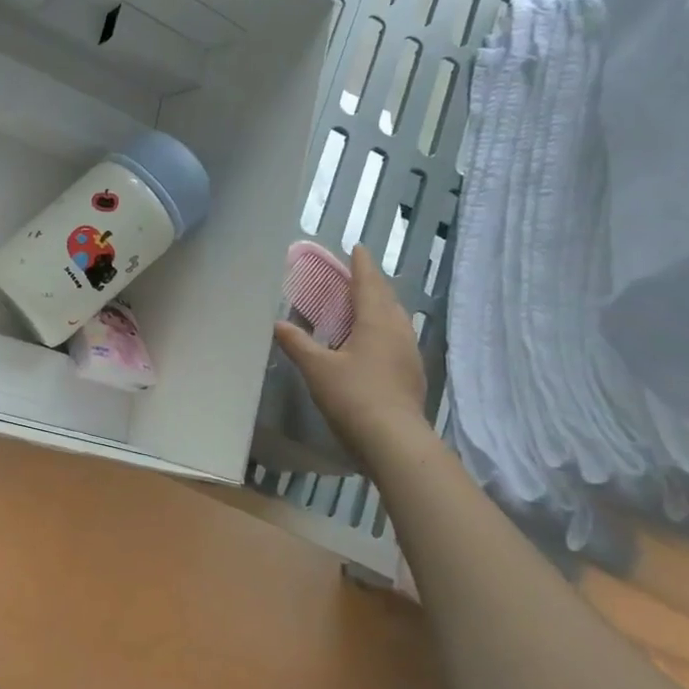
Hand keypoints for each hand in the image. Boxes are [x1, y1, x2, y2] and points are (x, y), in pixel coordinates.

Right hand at [273, 244, 428, 466]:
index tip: (357, 248)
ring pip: (395, 319)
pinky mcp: (411, 374)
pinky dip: (382, 328)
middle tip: (355, 275)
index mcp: (376, 322)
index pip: (369, 284)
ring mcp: (409, 354)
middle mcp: (398, 331)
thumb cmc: (354, 395)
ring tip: (362, 304)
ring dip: (380, 306)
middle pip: (387, 299)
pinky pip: (396, 338)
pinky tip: (371, 341)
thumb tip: (277, 323)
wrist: (393, 440)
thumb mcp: (316, 368)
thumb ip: (297, 343)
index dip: (361, 265)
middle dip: (372, 284)